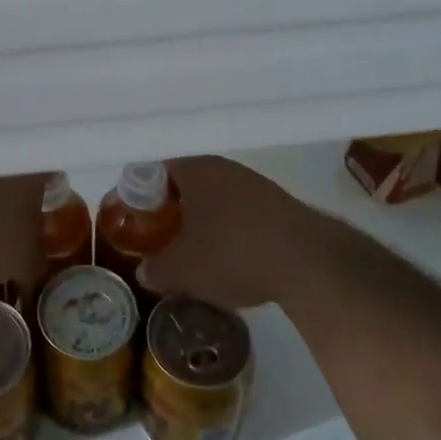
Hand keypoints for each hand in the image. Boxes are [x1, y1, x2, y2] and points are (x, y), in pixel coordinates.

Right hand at [138, 155, 333, 310]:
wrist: (308, 262)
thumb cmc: (232, 254)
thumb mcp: (184, 270)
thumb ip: (157, 269)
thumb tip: (144, 272)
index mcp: (195, 169)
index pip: (154, 172)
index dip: (139, 197)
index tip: (132, 222)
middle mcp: (223, 167)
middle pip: (185, 184)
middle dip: (170, 211)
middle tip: (158, 239)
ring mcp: (254, 183)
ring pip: (214, 198)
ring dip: (201, 221)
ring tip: (191, 253)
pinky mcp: (278, 205)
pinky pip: (240, 212)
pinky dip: (228, 230)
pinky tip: (228, 258)